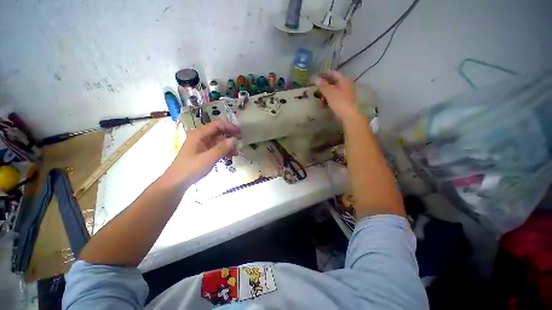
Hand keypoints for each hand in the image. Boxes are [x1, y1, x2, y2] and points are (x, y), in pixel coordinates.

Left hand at [168, 120, 240, 185]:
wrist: (176, 182)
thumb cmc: (191, 169)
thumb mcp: (208, 158)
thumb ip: (222, 148)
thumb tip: (235, 139)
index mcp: (199, 134)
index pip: (217, 125)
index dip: (229, 126)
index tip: (240, 133)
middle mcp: (200, 137)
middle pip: (218, 132)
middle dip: (230, 137)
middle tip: (239, 144)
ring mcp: (202, 144)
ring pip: (218, 140)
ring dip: (228, 146)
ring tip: (235, 154)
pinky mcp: (203, 151)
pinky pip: (216, 148)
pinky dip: (224, 151)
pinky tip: (229, 157)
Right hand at [317, 71, 359, 122]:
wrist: (349, 116)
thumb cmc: (339, 102)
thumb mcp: (329, 93)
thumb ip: (322, 85)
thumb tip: (316, 78)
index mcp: (343, 80)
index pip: (333, 74)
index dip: (324, 74)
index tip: (317, 75)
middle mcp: (345, 85)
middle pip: (332, 83)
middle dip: (323, 88)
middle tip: (316, 92)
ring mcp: (345, 94)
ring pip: (332, 92)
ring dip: (324, 96)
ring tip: (320, 103)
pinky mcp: (344, 103)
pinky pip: (334, 99)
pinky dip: (328, 101)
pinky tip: (324, 106)